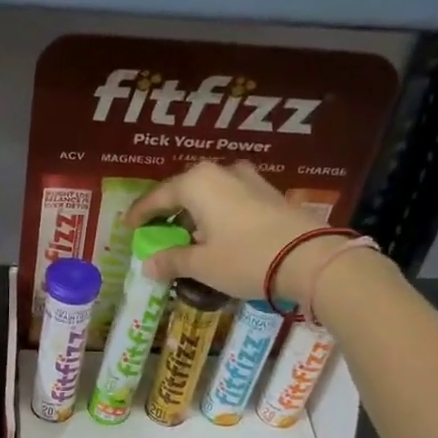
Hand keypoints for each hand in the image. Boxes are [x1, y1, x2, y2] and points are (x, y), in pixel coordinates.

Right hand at [126, 161, 346, 304]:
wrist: (310, 259)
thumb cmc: (245, 258)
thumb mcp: (202, 265)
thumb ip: (172, 261)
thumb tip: (149, 265)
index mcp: (197, 183)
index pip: (158, 197)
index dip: (140, 213)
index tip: (128, 226)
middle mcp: (221, 172)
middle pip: (184, 190)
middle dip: (168, 211)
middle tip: (156, 229)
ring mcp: (249, 180)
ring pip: (210, 193)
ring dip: (195, 212)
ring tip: (187, 233)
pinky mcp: (269, 193)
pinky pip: (231, 200)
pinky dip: (217, 214)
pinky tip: (217, 233)